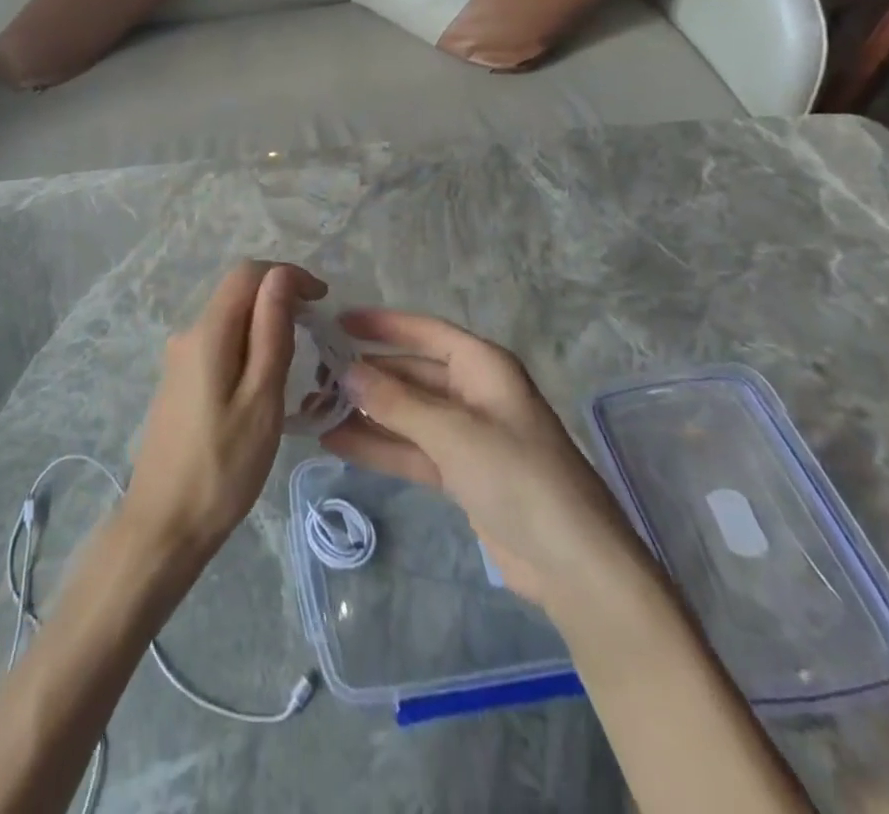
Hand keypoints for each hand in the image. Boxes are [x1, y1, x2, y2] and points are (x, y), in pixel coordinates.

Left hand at [122, 261, 326, 566]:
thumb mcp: (261, 399)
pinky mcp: (179, 382)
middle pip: (237, 294)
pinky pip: (219, 345)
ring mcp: (179, 359)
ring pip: (229, 321)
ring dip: (265, 326)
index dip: (288, 275)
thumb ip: (271, 333)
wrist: (164, 524)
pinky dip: (248, 348)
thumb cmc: (223, 466)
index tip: (323, 302)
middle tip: (316, 335)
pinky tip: (264, 385)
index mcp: (207, 332)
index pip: (247, 273)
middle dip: (279, 300)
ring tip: (296, 365)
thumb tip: (281, 276)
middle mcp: (187, 334)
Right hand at [320, 310, 646, 606]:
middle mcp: (473, 393)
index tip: (337, 322)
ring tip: (314, 411)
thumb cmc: (518, 477)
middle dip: (366, 375)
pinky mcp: (461, 473)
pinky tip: (337, 442)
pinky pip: (411, 448)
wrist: (574, 566)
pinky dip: (378, 445)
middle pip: (410, 373)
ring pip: (406, 413)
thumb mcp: (453, 432)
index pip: (425, 332)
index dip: (382, 324)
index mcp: (483, 367)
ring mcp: (466, 435)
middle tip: (315, 378)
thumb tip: (345, 371)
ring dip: (365, 412)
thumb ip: (395, 401)